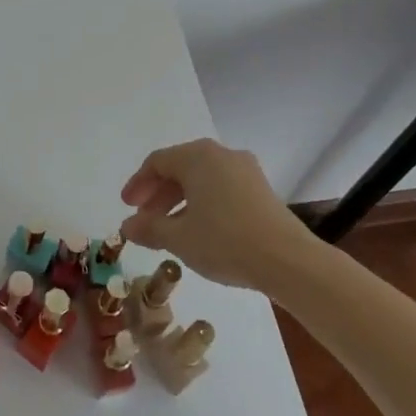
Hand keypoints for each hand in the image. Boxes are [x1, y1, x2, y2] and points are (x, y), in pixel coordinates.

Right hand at [119, 138, 309, 290]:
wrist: (288, 260)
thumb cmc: (225, 241)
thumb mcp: (179, 238)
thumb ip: (149, 228)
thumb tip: (127, 226)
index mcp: (198, 157)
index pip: (158, 162)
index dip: (138, 183)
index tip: (127, 207)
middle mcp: (222, 155)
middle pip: (180, 168)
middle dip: (158, 194)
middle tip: (144, 219)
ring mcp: (246, 171)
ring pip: (202, 180)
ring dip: (180, 201)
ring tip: (169, 230)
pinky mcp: (261, 190)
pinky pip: (221, 189)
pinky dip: (203, 204)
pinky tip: (199, 230)